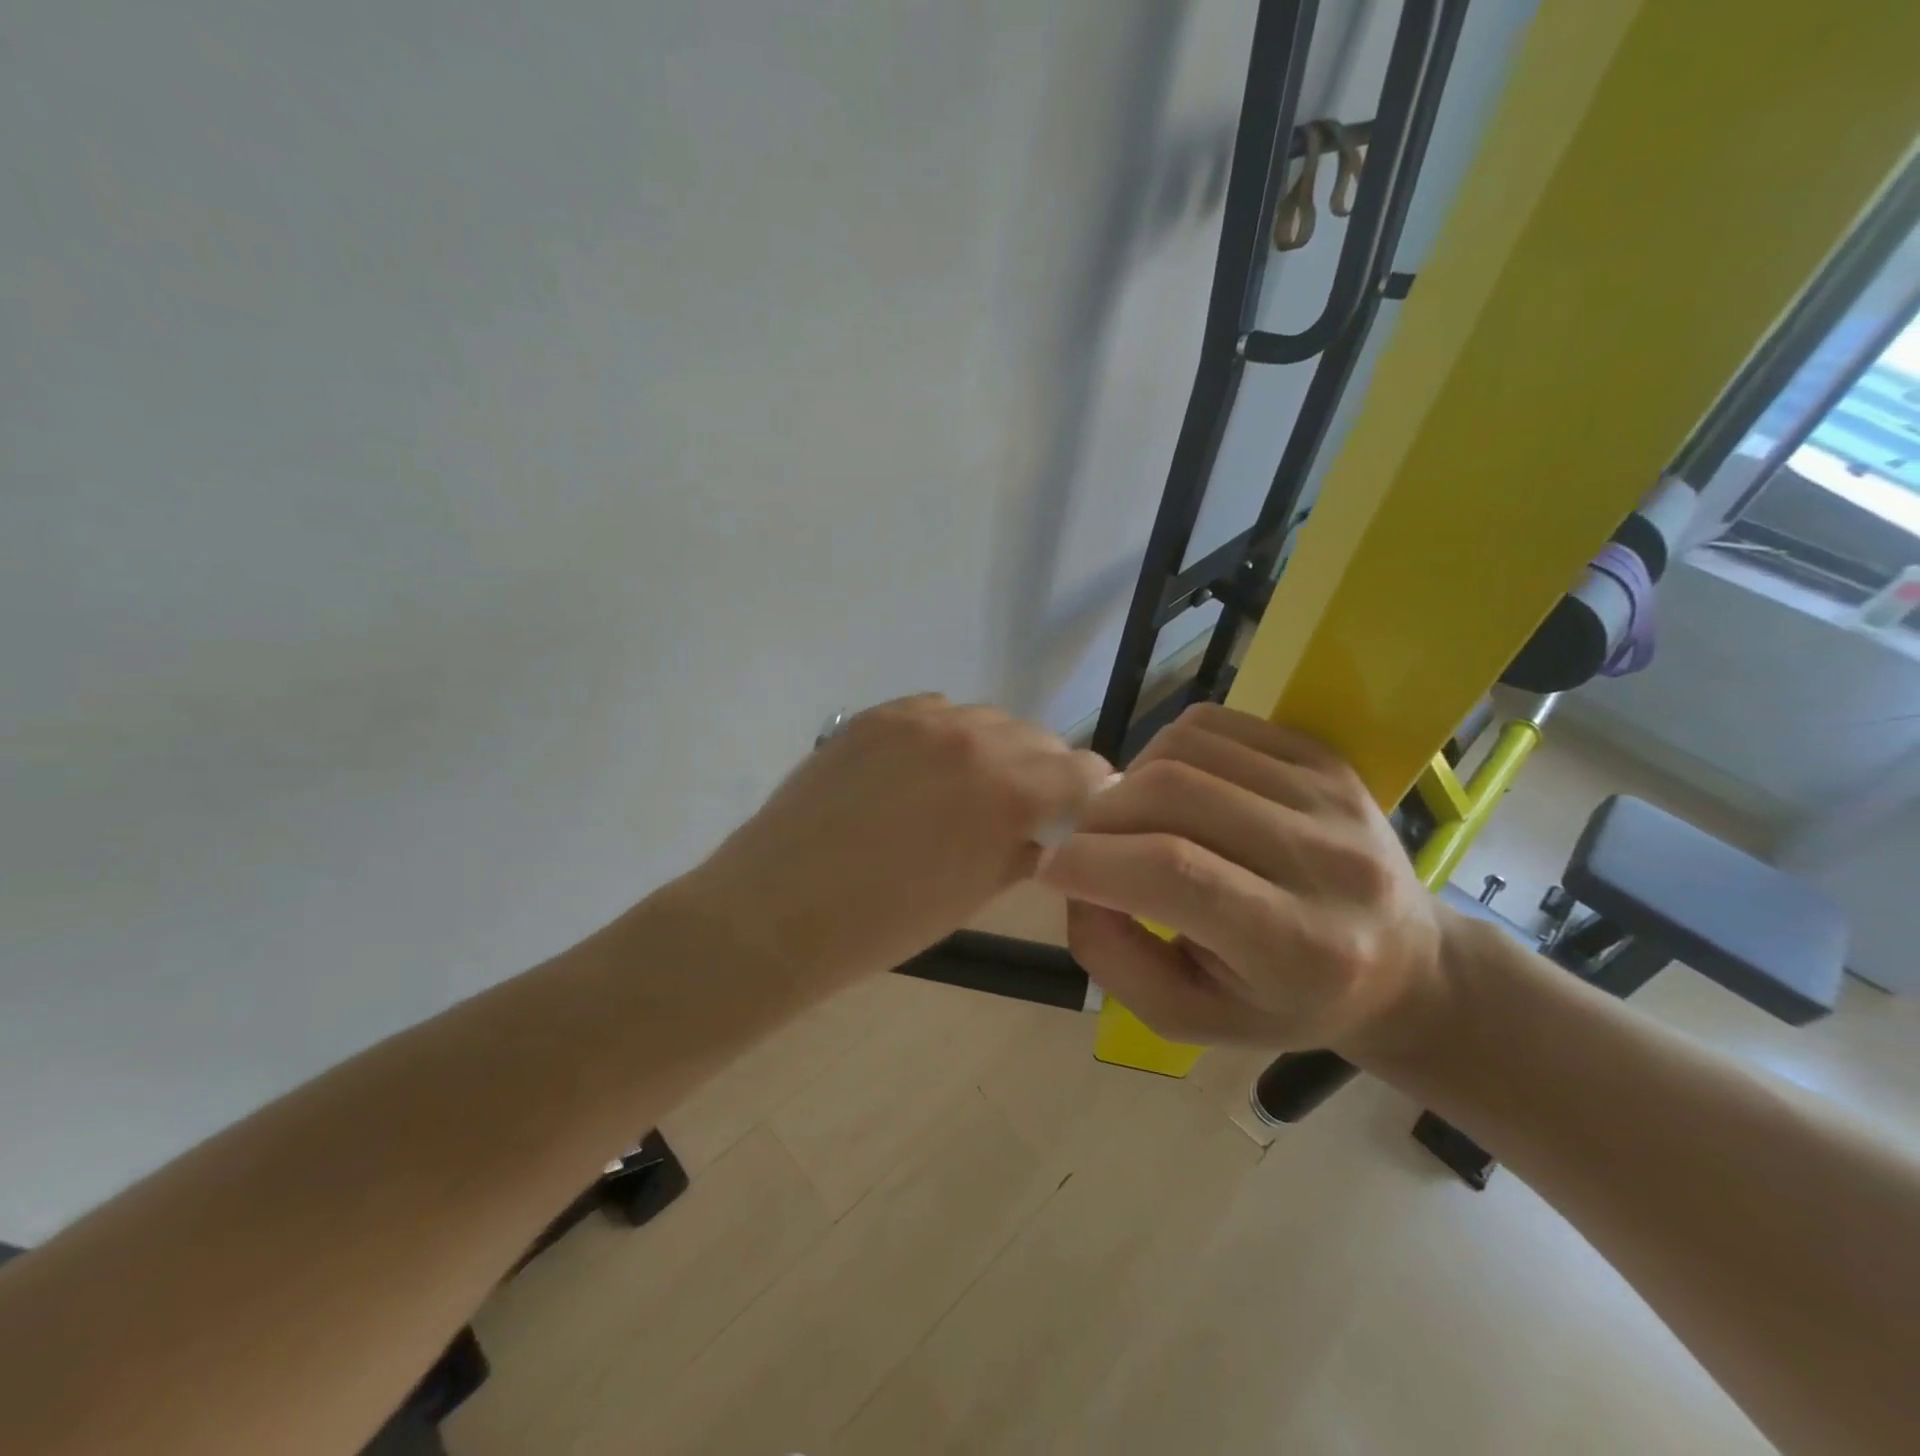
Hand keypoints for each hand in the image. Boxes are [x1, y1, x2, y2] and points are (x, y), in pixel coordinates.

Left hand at [683, 695, 1110, 988]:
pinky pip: (934, 712)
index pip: (1081, 769)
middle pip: (1037, 738)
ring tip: (963, 790)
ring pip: (985, 720)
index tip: (1075, 814)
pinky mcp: (875, 715)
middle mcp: (973, 738)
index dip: (1086, 793)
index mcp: (1009, 790)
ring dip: (992, 751)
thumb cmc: (885, 924)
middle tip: (1017, 809)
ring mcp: (919, 719)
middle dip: (1041, 772)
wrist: (779, 909)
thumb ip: (1024, 849)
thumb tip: (1048, 829)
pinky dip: (944, 737)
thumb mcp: (975, 895)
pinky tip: (921, 771)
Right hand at [1037, 703, 1450, 1060]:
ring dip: (1129, 780)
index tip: (1050, 870)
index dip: (1093, 863)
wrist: (1399, 963)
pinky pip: (1215, 724)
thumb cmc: (1285, 1004)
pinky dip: (1165, 747)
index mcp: (1300, 946)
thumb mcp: (1191, 1018)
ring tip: (1128, 819)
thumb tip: (1074, 881)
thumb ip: (1115, 960)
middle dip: (1101, 818)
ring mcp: (1331, 795)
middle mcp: (1327, 860)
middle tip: (1085, 846)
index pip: (1177, 874)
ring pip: (1187, 748)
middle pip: (1175, 795)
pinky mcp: (1325, 757)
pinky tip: (1168, 787)